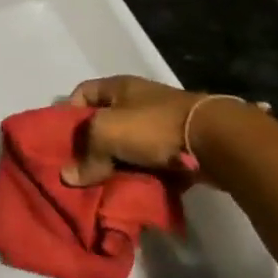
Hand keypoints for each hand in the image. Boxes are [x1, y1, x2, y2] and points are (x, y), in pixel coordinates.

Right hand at [63, 75, 205, 187]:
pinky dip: (142, 176)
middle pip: (104, 123)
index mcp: (118, 87)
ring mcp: (160, 124)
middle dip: (92, 146)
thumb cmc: (152, 126)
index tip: (62, 140)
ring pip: (128, 146)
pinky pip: (151, 163)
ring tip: (104, 185)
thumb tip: (68, 177)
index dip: (68, 114)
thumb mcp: (107, 133)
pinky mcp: (179, 147)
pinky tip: (133, 190)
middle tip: (81, 169)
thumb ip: (86, 155)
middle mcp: (138, 101)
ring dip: (117, 165)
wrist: (215, 141)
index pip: (82, 93)